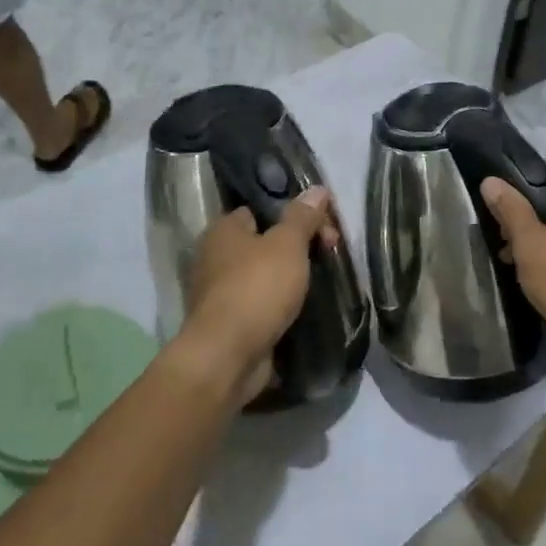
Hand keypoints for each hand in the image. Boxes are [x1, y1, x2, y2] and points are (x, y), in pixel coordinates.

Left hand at [181, 187, 338, 404]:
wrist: (228, 356)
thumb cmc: (256, 289)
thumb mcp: (287, 245)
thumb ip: (302, 217)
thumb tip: (317, 189)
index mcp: (223, 230)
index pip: (260, 209)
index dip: (293, 214)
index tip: (323, 228)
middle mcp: (215, 257)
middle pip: (264, 243)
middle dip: (297, 249)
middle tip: (329, 255)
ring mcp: (221, 293)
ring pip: (264, 276)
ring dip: (290, 280)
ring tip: (322, 284)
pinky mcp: (230, 323)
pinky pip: (262, 305)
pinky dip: (280, 307)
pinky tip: (303, 310)